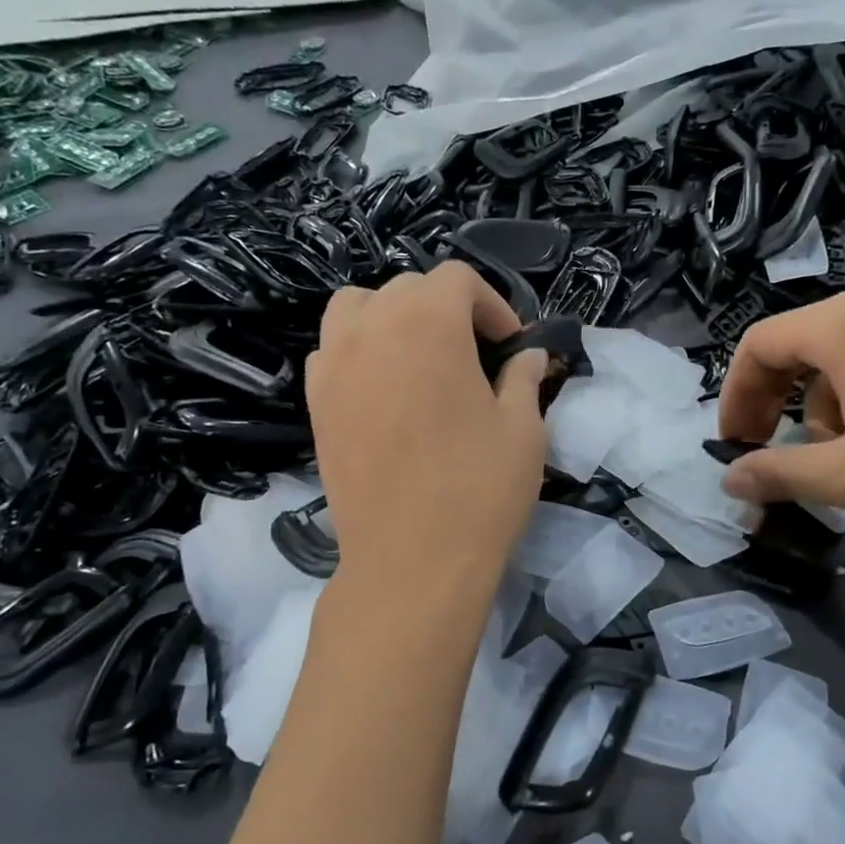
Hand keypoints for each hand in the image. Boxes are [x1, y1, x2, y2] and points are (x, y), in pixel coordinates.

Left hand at [306, 263, 549, 591]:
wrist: (411, 563)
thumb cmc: (478, 491)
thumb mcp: (524, 430)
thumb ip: (525, 378)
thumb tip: (529, 356)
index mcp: (428, 324)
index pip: (457, 280)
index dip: (492, 306)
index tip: (511, 346)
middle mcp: (371, 329)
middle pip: (408, 289)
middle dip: (448, 310)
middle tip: (476, 356)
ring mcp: (334, 366)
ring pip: (358, 309)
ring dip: (394, 319)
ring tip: (421, 360)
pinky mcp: (315, 403)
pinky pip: (333, 351)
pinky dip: (359, 352)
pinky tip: (385, 391)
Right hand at [716, 289, 844, 546]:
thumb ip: (778, 472)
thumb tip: (730, 478)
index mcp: (844, 325)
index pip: (759, 344)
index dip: (735, 396)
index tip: (735, 445)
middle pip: (799, 345)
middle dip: (775, 401)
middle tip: (773, 452)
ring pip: (841, 355)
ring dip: (819, 405)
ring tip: (838, 456)